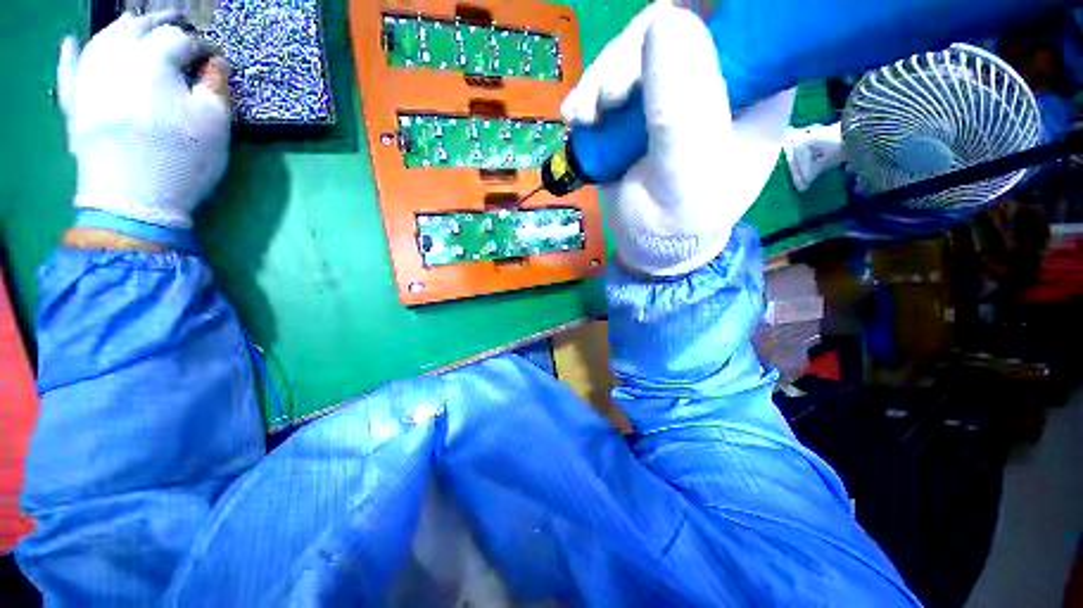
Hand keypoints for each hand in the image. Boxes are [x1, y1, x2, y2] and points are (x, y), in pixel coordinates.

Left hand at [57, 12, 231, 232]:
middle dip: (162, 26)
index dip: (203, 45)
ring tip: (135, 27)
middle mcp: (115, 57)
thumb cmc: (181, 159)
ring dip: (122, 30)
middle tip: (179, 30)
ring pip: (103, 40)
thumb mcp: (215, 124)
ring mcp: (88, 78)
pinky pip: (67, 70)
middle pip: (138, 28)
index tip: (216, 58)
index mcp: (152, 59)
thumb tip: (215, 64)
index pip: (181, 38)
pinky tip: (71, 42)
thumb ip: (216, 87)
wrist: (133, 200)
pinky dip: (70, 53)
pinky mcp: (74, 103)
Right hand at [561, 4, 793, 275]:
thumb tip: (665, 20)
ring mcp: (676, 83)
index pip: (742, 13)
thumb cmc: (679, 218)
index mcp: (758, 82)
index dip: (700, 9)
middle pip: (678, 21)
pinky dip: (590, 92)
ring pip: (638, 46)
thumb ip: (680, 110)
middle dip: (632, 54)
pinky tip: (577, 118)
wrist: (650, 242)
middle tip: (608, 99)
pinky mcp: (640, 101)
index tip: (658, 33)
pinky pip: (613, 75)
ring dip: (603, 77)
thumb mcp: (685, 173)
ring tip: (586, 117)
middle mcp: (721, 73)